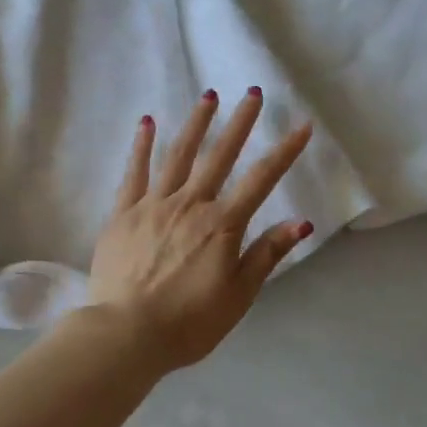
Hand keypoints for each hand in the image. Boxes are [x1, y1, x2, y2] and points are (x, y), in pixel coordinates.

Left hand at [85, 88, 314, 373]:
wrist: (126, 334)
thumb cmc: (189, 322)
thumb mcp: (238, 295)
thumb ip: (267, 254)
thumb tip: (302, 222)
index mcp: (221, 225)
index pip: (261, 180)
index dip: (285, 151)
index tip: (302, 125)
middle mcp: (189, 204)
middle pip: (220, 156)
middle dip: (239, 123)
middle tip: (252, 93)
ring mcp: (153, 205)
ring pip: (178, 155)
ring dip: (196, 124)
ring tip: (209, 96)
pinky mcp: (123, 213)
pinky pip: (135, 173)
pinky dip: (142, 146)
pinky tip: (148, 123)